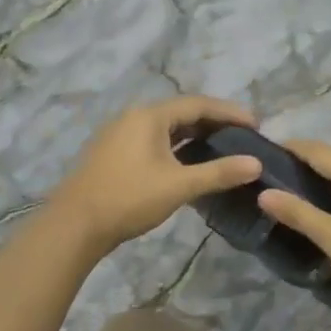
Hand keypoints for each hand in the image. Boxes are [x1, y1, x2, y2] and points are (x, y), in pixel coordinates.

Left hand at [49, 96, 263, 255]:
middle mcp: (133, 117)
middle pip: (181, 112)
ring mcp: (119, 135)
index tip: (256, 123)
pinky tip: (188, 163)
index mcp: (149, 116)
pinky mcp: (113, 153)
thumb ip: (219, 173)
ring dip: (194, 135)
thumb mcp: (179, 186)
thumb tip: (256, 164)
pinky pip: (152, 140)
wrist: (74, 225)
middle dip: (213, 122)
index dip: (229, 112)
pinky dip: (176, 146)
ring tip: (221, 147)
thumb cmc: (129, 198)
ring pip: (165, 128)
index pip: (198, 104)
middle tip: (242, 135)